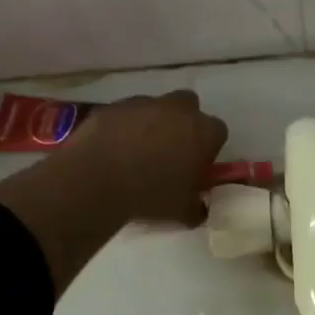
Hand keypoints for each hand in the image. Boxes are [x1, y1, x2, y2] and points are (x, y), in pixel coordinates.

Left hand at [66, 91, 227, 226]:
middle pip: (189, 107)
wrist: (97, 178)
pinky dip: (124, 126)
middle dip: (183, 124)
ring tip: (136, 153)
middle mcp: (178, 109)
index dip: (208, 148)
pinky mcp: (115, 105)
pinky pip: (127, 113)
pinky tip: (113, 148)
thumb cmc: (150, 194)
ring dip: (152, 124)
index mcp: (203, 131)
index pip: (218, 132)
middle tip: (170, 151)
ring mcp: (145, 102)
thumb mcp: (181, 212)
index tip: (195, 166)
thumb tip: (198, 209)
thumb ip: (196, 207)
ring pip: (156, 108)